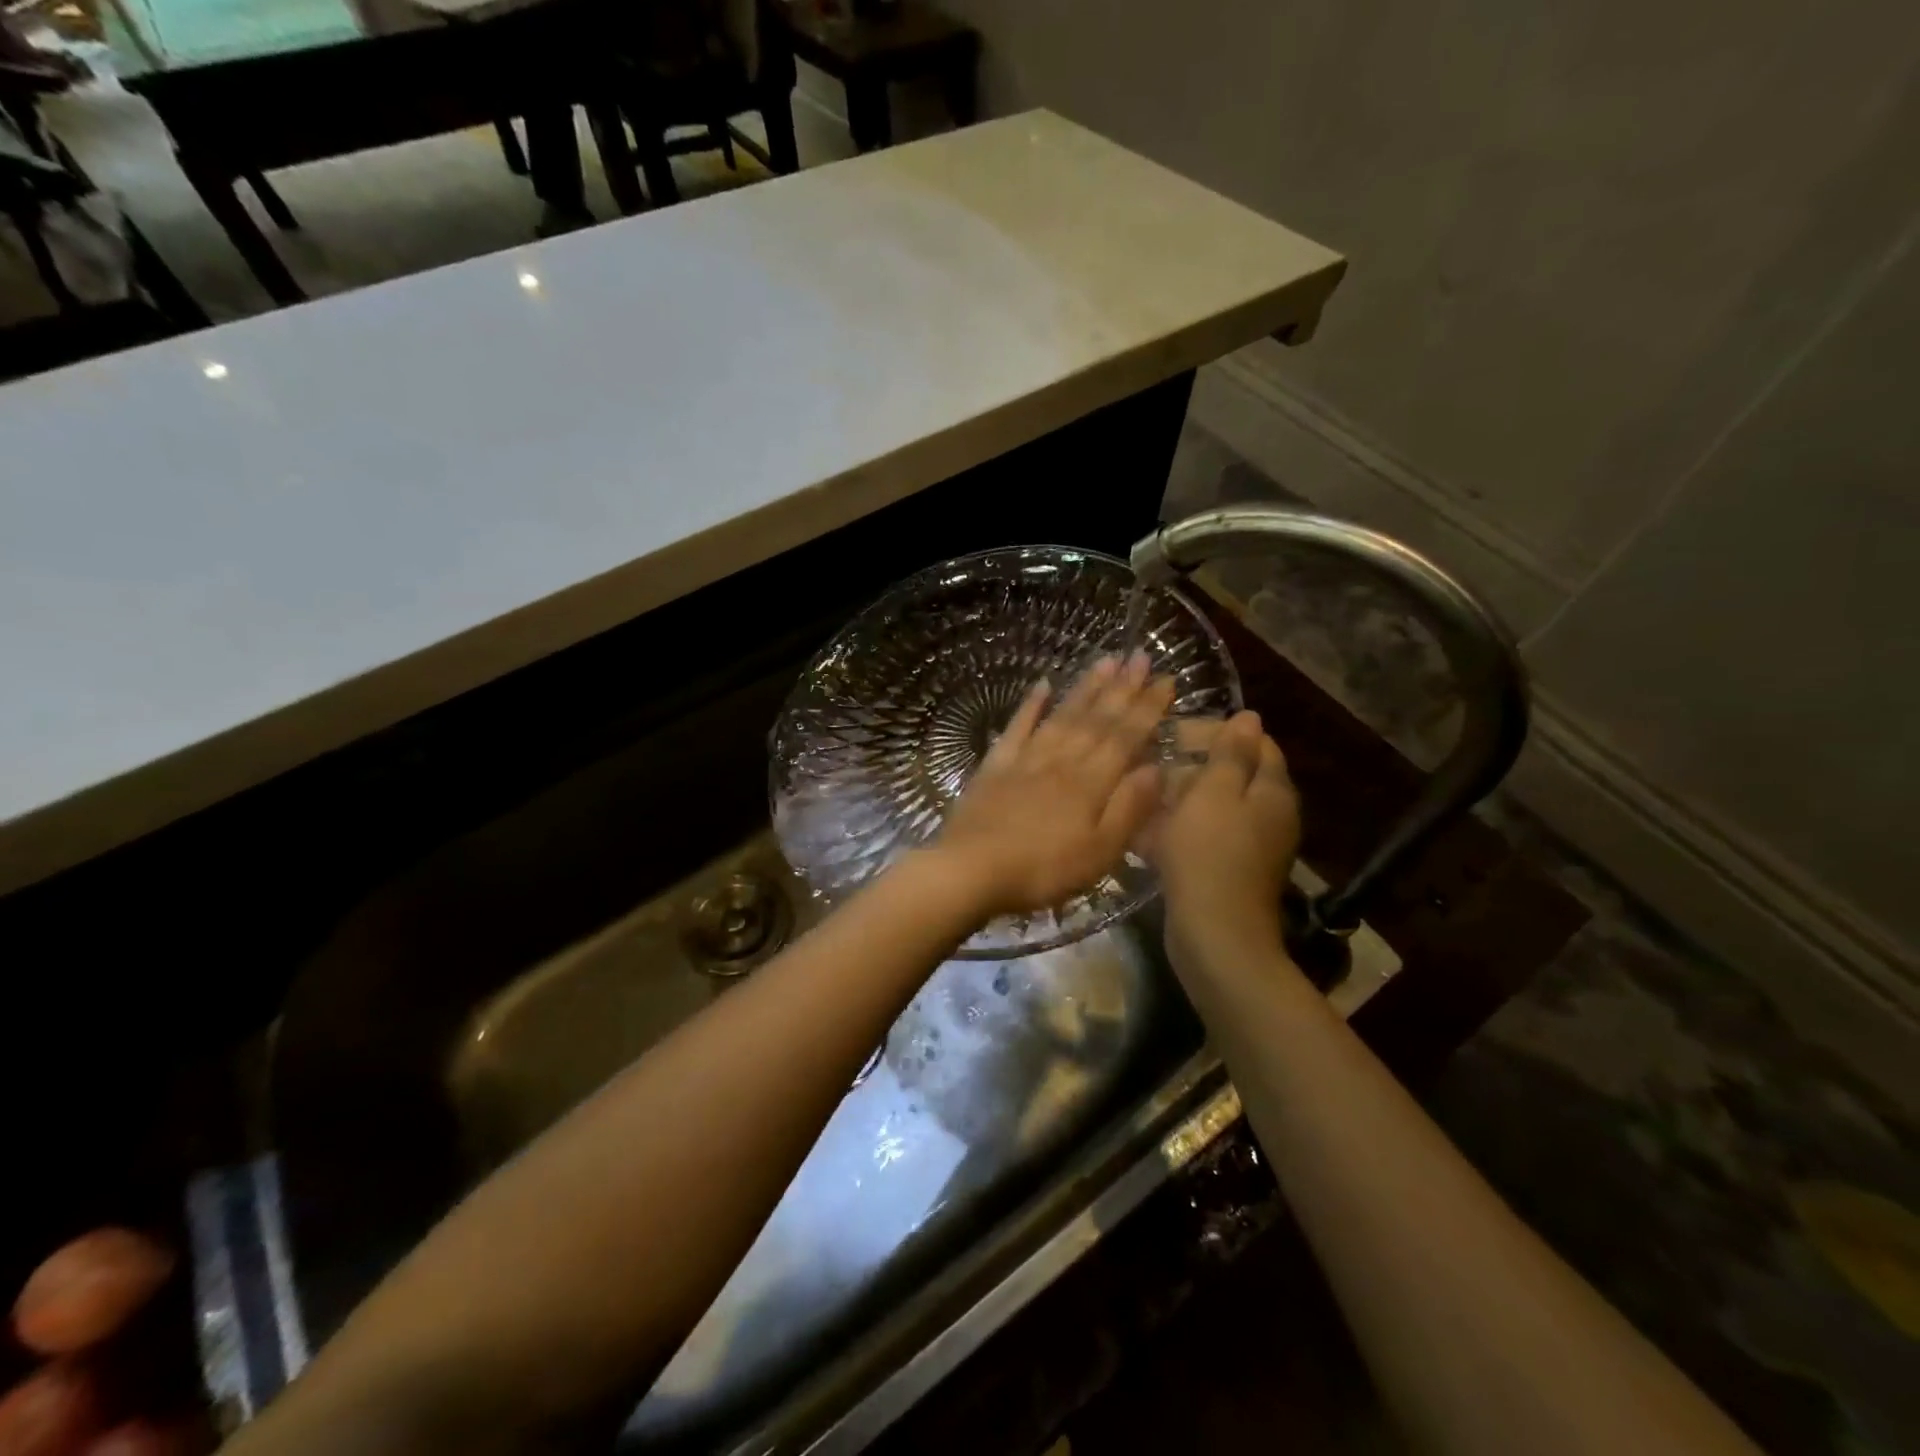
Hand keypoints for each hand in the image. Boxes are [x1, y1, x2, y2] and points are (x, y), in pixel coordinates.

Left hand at [934, 654, 1173, 917]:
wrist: (971, 869)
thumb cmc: (1042, 869)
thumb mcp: (1100, 852)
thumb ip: (1129, 808)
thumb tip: (1158, 768)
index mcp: (1091, 783)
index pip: (1126, 737)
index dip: (1148, 708)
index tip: (1166, 678)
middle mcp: (1062, 760)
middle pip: (1096, 719)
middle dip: (1122, 687)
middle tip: (1139, 654)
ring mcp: (1026, 759)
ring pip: (1062, 715)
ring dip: (1085, 687)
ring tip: (1105, 660)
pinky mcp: (995, 766)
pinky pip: (1017, 727)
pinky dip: (1031, 705)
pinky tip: (1042, 684)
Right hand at [1151, 711, 1300, 957]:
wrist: (1215, 935)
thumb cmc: (1211, 854)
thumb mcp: (1215, 793)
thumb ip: (1231, 754)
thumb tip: (1250, 717)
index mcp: (1272, 790)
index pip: (1255, 743)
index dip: (1216, 731)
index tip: (1174, 733)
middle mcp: (1269, 815)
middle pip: (1233, 775)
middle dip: (1192, 766)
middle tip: (1152, 765)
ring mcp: (1250, 846)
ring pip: (1213, 808)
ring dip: (1179, 799)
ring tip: (1142, 797)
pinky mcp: (1228, 870)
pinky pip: (1203, 837)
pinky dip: (1178, 830)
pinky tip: (1146, 833)